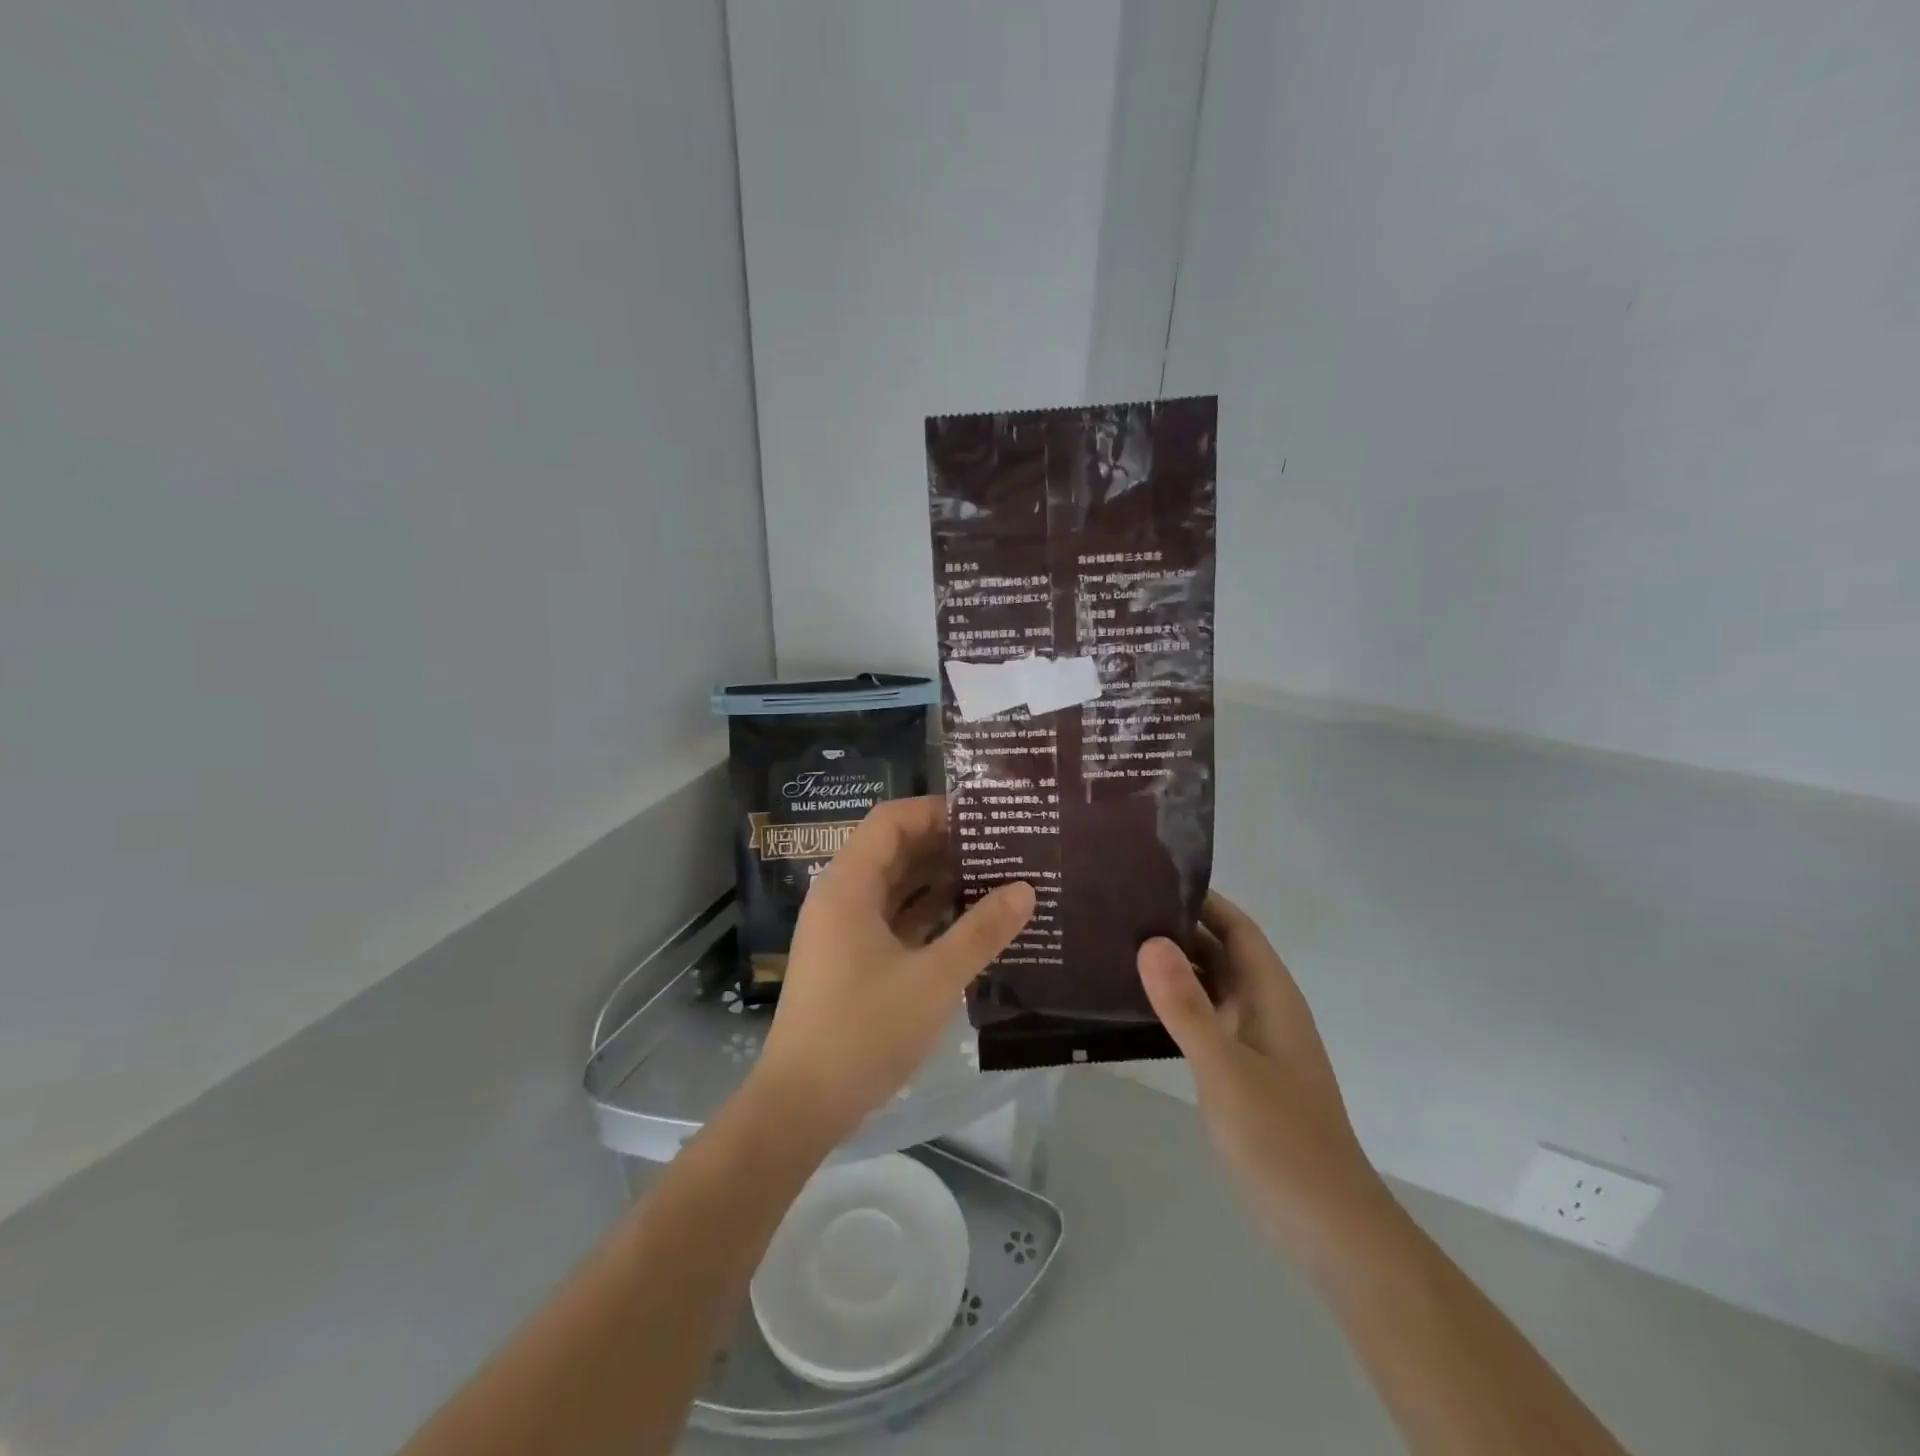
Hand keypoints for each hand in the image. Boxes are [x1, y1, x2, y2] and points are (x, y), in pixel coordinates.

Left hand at [749, 796, 1034, 1147]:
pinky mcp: (851, 961)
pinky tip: (969, 923)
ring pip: (895, 888)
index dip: (935, 811)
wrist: (802, 1104)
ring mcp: (844, 932)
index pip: (891, 821)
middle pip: (894, 851)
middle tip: (1002, 847)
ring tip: (996, 879)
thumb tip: (1025, 889)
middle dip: (945, 846)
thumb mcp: (934, 978)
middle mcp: (842, 898)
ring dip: (939, 882)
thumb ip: (981, 931)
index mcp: (849, 886)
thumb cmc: (865, 1030)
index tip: (984, 818)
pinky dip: (927, 916)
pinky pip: (893, 921)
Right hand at [1138, 893, 1387, 1257]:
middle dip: (1178, 928)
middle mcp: (1265, 1009)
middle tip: (1118, 910)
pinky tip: (1137, 1007)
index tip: (1150, 879)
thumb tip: (1150, 941)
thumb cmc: (1280, 1140)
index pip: (1237, 928)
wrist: (1327, 1228)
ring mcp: (1254, 1042)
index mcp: (1272, 996)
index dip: (1202, 899)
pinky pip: (1205, 1020)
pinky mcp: (1242, 1072)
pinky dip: (1176, 1005)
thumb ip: (1186, 1006)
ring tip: (1117, 948)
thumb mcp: (1225, 1068)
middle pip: (1221, 952)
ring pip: (1211, 987)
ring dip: (1174, 967)